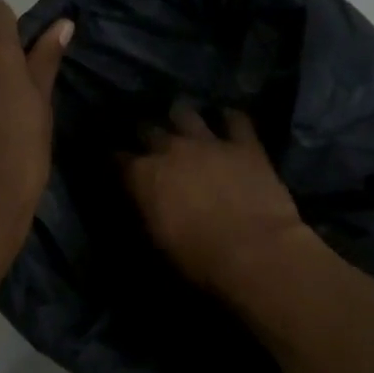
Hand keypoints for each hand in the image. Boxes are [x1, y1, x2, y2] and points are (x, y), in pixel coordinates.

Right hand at [120, 107, 309, 294]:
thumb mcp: (158, 240)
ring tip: (184, 126)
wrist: (255, 252)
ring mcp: (208, 141)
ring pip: (185, 113)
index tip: (120, 168)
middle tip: (152, 147)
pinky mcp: (244, 143)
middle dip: (147, 136)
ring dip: (181, 119)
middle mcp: (170, 149)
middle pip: (148, 129)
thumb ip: (147, 211)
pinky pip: (235, 119)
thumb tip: (143, 202)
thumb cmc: (199, 259)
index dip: (118, 162)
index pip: (118, 159)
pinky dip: (229, 120)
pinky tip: (228, 123)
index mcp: (144, 175)